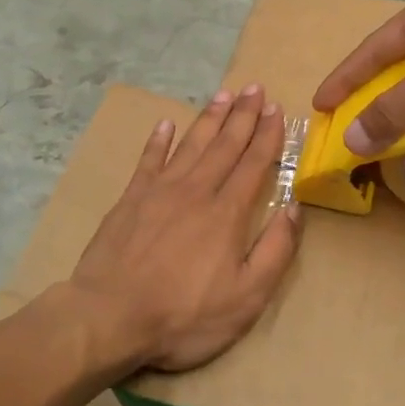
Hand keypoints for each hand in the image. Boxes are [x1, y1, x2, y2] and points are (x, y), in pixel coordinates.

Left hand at [71, 84, 301, 373]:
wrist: (109, 317)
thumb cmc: (184, 315)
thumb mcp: (247, 297)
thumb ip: (275, 250)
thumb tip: (295, 208)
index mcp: (227, 213)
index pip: (254, 164)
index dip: (267, 135)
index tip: (276, 109)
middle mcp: (196, 191)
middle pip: (224, 145)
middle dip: (242, 115)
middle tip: (254, 88)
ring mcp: (159, 192)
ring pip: (190, 145)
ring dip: (209, 119)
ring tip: (223, 95)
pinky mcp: (130, 200)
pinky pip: (148, 160)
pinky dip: (158, 140)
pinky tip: (166, 124)